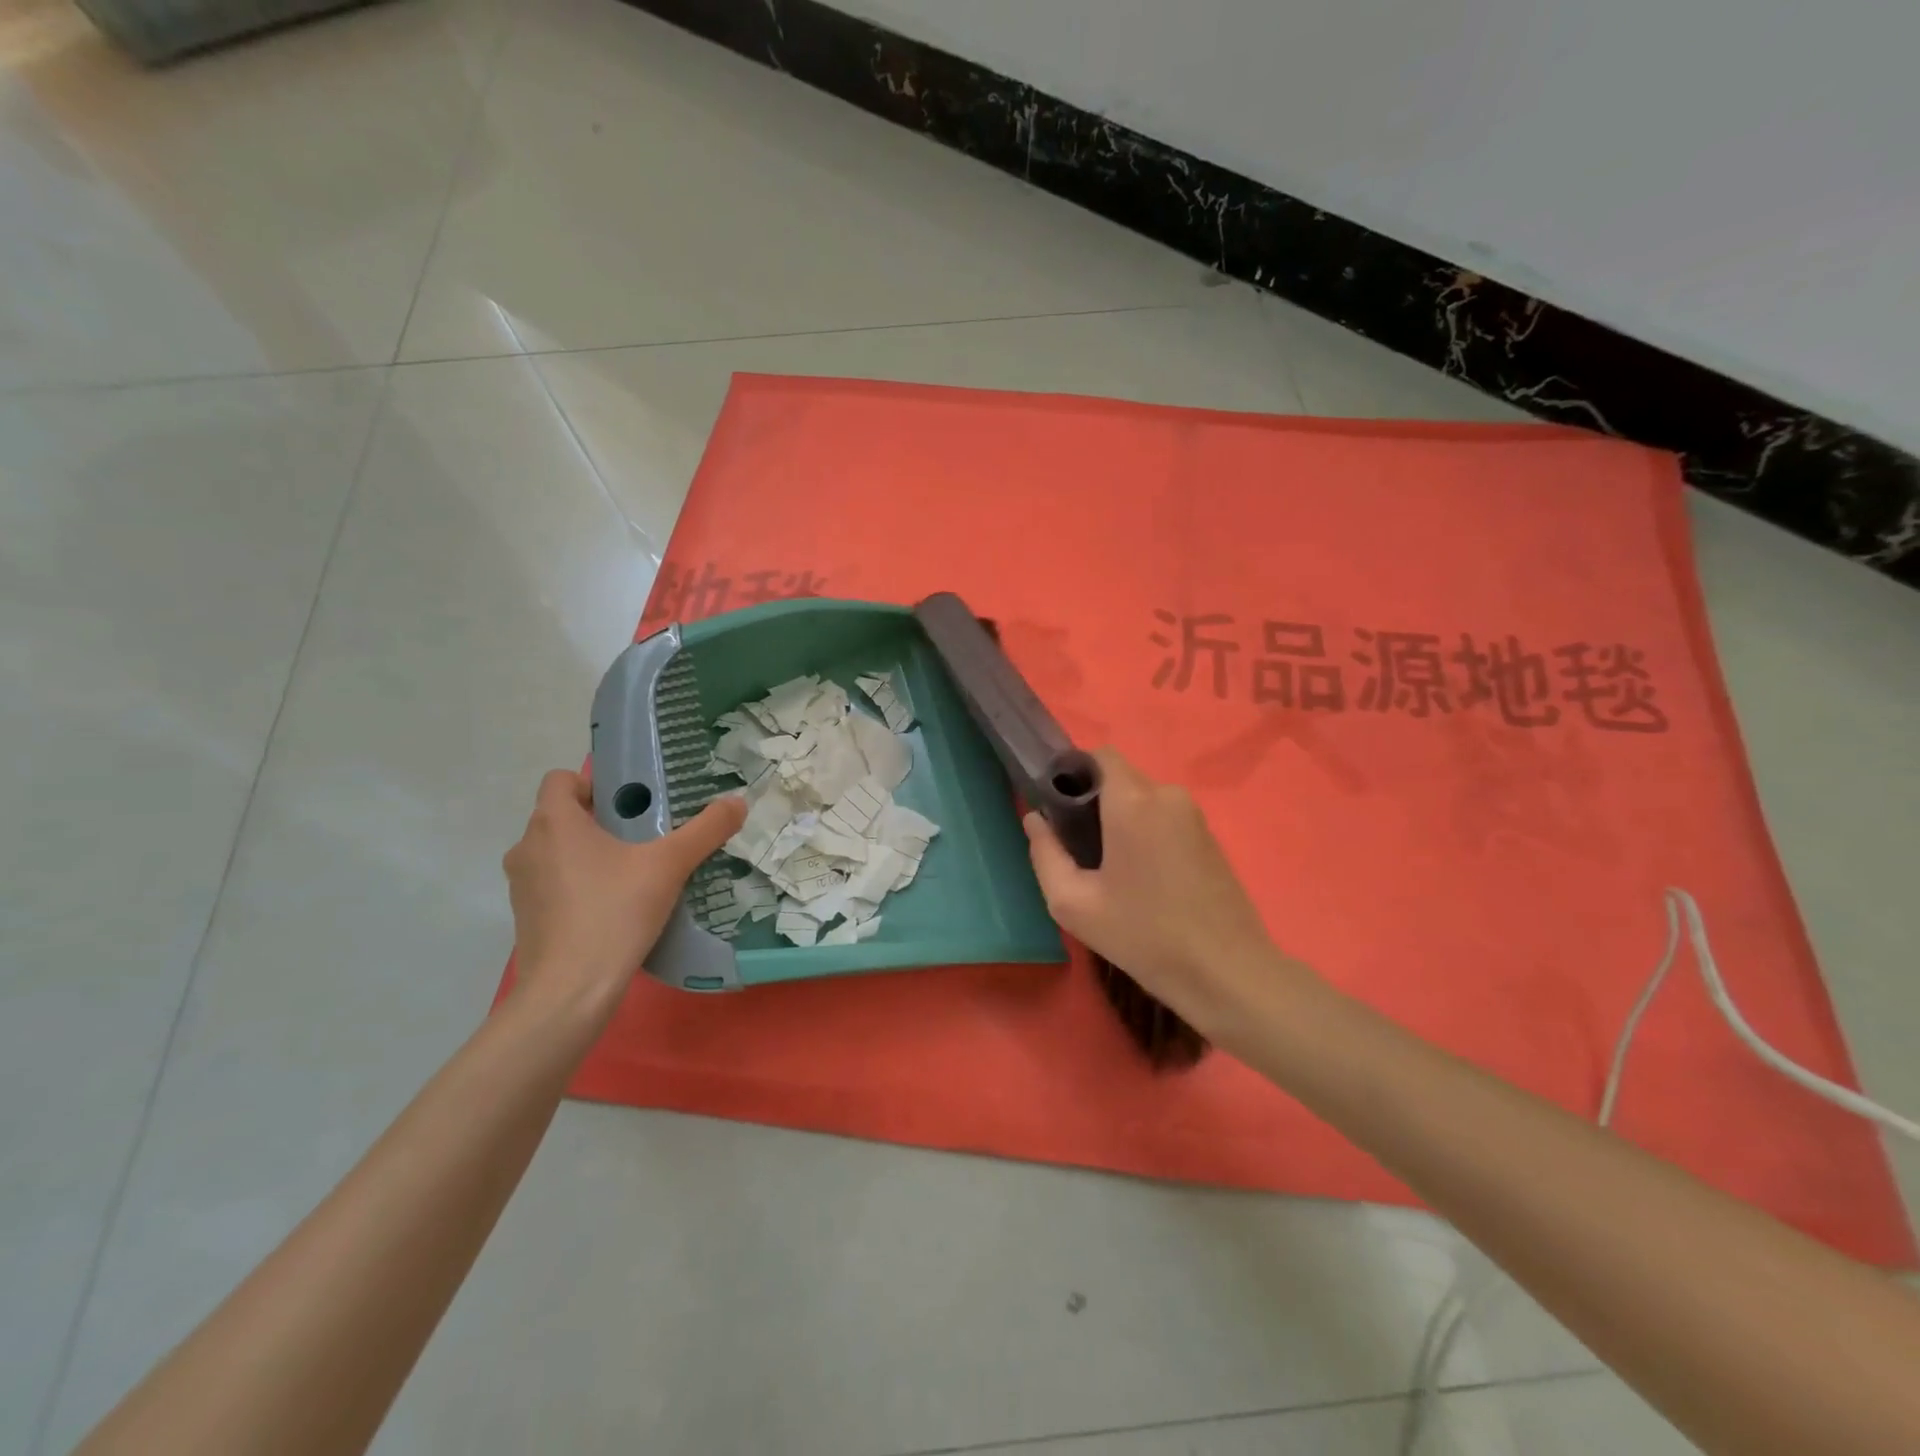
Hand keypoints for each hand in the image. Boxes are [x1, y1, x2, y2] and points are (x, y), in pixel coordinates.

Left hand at [503, 769, 745, 1009]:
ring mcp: (522, 886)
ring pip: (558, 852)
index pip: (561, 779)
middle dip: (602, 820)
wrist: (569, 992)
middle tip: (646, 834)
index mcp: (554, 822)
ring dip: (590, 853)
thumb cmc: (614, 913)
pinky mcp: (527, 918)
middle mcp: (528, 847)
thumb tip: (738, 801)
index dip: (595, 783)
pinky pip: (555, 884)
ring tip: (635, 870)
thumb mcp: (670, 865)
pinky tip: (616, 906)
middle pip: (563, 815)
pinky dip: (580, 885)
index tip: (632, 803)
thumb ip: (706, 830)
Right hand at [1023, 748, 1305, 1026]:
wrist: (1227, 973)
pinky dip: (1146, 834)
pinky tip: (1142, 879)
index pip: (1099, 755)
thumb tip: (1035, 819)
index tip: (1059, 810)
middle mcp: (1167, 795)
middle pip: (1119, 779)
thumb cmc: (1144, 936)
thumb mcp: (1075, 904)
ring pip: (1143, 801)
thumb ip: (1045, 854)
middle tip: (1080, 850)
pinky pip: (1165, 819)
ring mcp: (1194, 816)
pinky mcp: (1210, 837)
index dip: (1073, 774)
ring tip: (1111, 871)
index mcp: (1133, 802)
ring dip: (1121, 822)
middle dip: (1094, 803)